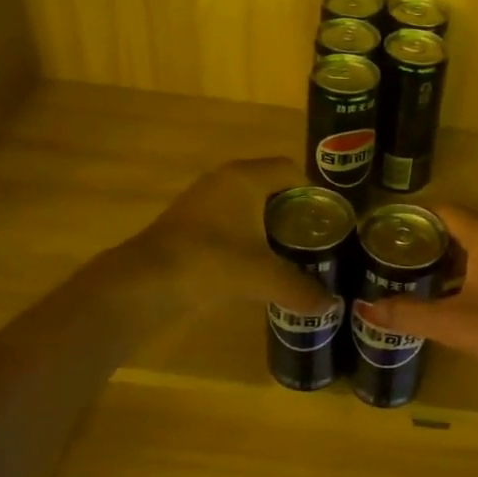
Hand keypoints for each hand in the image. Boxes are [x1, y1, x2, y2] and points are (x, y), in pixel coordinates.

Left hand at [132, 158, 335, 314]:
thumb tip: (331, 306)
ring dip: (267, 223)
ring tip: (289, 252)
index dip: (312, 191)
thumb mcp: (263, 277)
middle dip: (293, 210)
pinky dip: (245, 235)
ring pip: (246, 203)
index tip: (327, 219)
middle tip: (313, 237)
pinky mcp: (187, 222)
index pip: (290, 170)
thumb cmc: (212, 262)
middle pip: (269, 185)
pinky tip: (254, 263)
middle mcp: (224, 180)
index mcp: (246, 178)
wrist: (146, 281)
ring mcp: (202, 200)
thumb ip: (300, 289)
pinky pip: (228, 219)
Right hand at [357, 203, 477, 382]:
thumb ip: (408, 314)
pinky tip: (446, 298)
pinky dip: (465, 273)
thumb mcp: (455, 324)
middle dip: (423, 241)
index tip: (378, 232)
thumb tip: (363, 309)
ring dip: (445, 260)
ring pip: (474, 247)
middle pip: (456, 226)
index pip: (441, 211)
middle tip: (387, 258)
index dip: (409, 218)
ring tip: (409, 278)